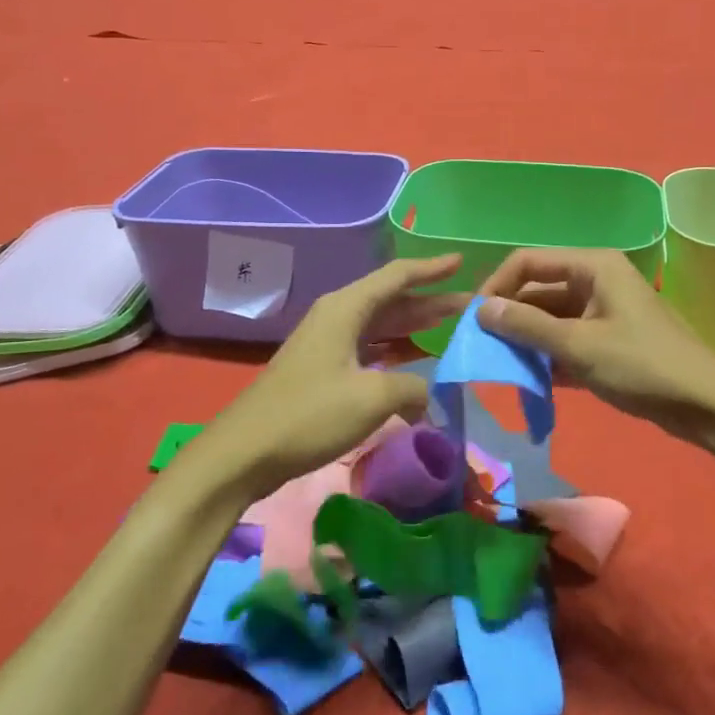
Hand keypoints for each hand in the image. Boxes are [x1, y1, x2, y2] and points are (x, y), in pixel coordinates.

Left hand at [196, 255, 467, 499]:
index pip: (397, 277)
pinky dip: (395, 352)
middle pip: (391, 300)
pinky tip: (413, 363)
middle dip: (430, 301)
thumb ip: (413, 387)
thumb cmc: (310, 414)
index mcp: (346, 309)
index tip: (461, 262)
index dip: (431, 269)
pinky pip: (369, 348)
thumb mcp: (372, 397)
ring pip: (380, 326)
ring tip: (448, 327)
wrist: (245, 452)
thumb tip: (428, 394)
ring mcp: (327, 343)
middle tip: (469, 306)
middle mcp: (337, 317)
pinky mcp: (322, 369)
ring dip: (413, 326)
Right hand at [477, 248, 714, 444]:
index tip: (473, 320)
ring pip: (551, 318)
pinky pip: (567, 339)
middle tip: (482, 348)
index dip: (496, 286)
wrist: (705, 405)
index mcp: (593, 267)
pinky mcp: (609, 340)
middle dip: (510, 317)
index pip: (528, 262)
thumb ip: (527, 326)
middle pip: (539, 289)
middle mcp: (596, 280)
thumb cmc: (642, 365)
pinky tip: (529, 381)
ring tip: (500, 367)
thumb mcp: (578, 345)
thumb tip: (480, 309)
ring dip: (527, 340)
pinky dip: (548, 356)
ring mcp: (604, 311)